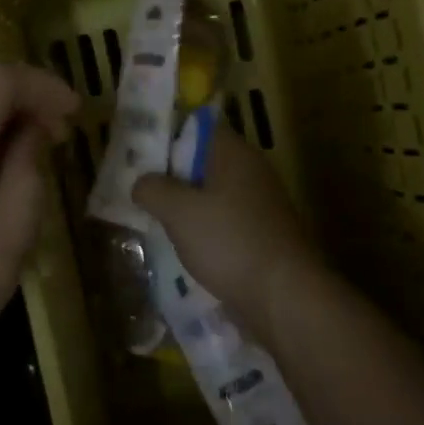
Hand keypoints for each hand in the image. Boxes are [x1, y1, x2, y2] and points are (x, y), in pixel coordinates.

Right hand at [133, 128, 322, 333]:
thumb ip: (153, 190)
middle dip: (172, 175)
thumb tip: (141, 183)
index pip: (198, 127)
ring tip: (155, 219)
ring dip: (186, 206)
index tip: (139, 153)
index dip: (168, 135)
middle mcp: (252, 172)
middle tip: (139, 189)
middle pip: (204, 162)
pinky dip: (204, 230)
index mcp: (234, 153)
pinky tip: (184, 247)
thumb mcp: (179, 212)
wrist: (284, 296)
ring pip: (213, 195)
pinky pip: (225, 222)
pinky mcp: (263, 235)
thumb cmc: (229, 241)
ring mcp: (261, 205)